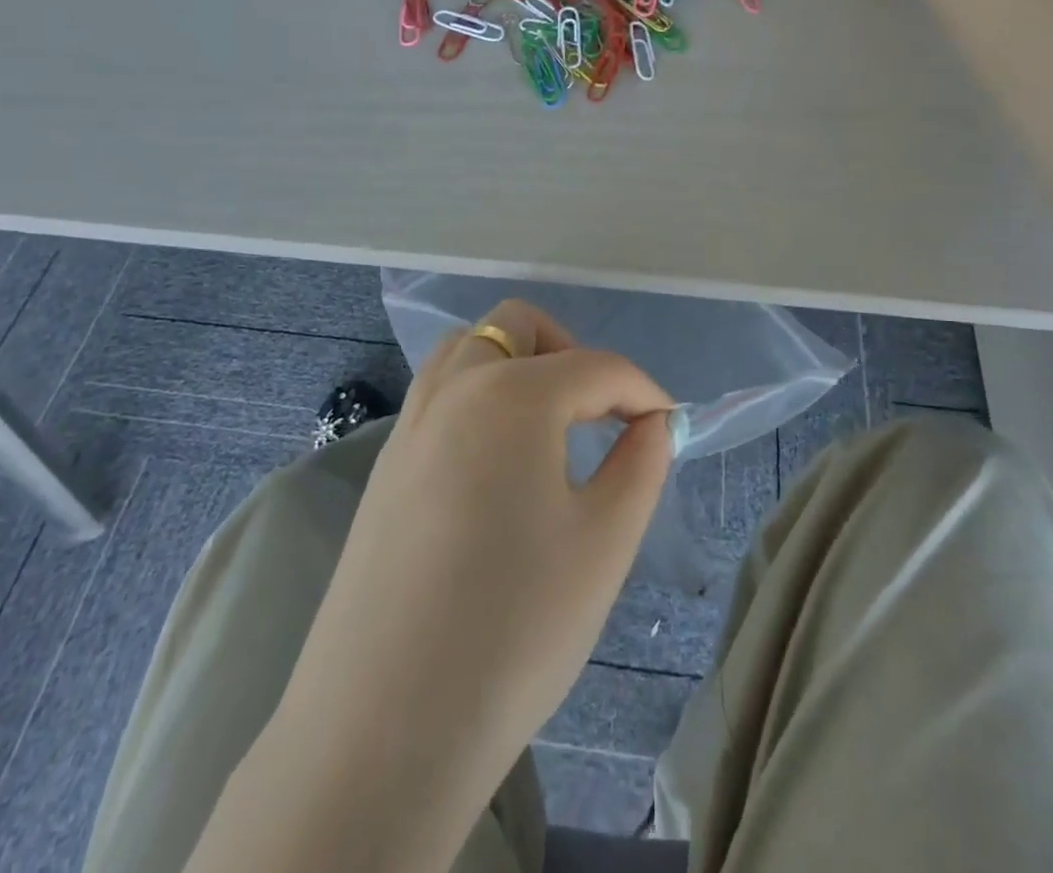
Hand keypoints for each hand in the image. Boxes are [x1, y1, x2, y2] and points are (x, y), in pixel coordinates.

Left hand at [263, 301, 673, 870]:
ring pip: (469, 349)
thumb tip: (651, 423)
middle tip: (599, 414)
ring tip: (549, 429)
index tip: (669, 426)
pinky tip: (497, 465)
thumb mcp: (604, 542)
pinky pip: (439, 394)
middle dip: (570, 353)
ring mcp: (410, 423)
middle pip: (518, 326)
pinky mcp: (384, 465)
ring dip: (516, 364)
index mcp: (512, 394)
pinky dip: (479, 397)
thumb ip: (640, 464)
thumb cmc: (514, 627)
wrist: (383, 727)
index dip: (642, 391)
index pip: (596, 367)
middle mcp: (454, 388)